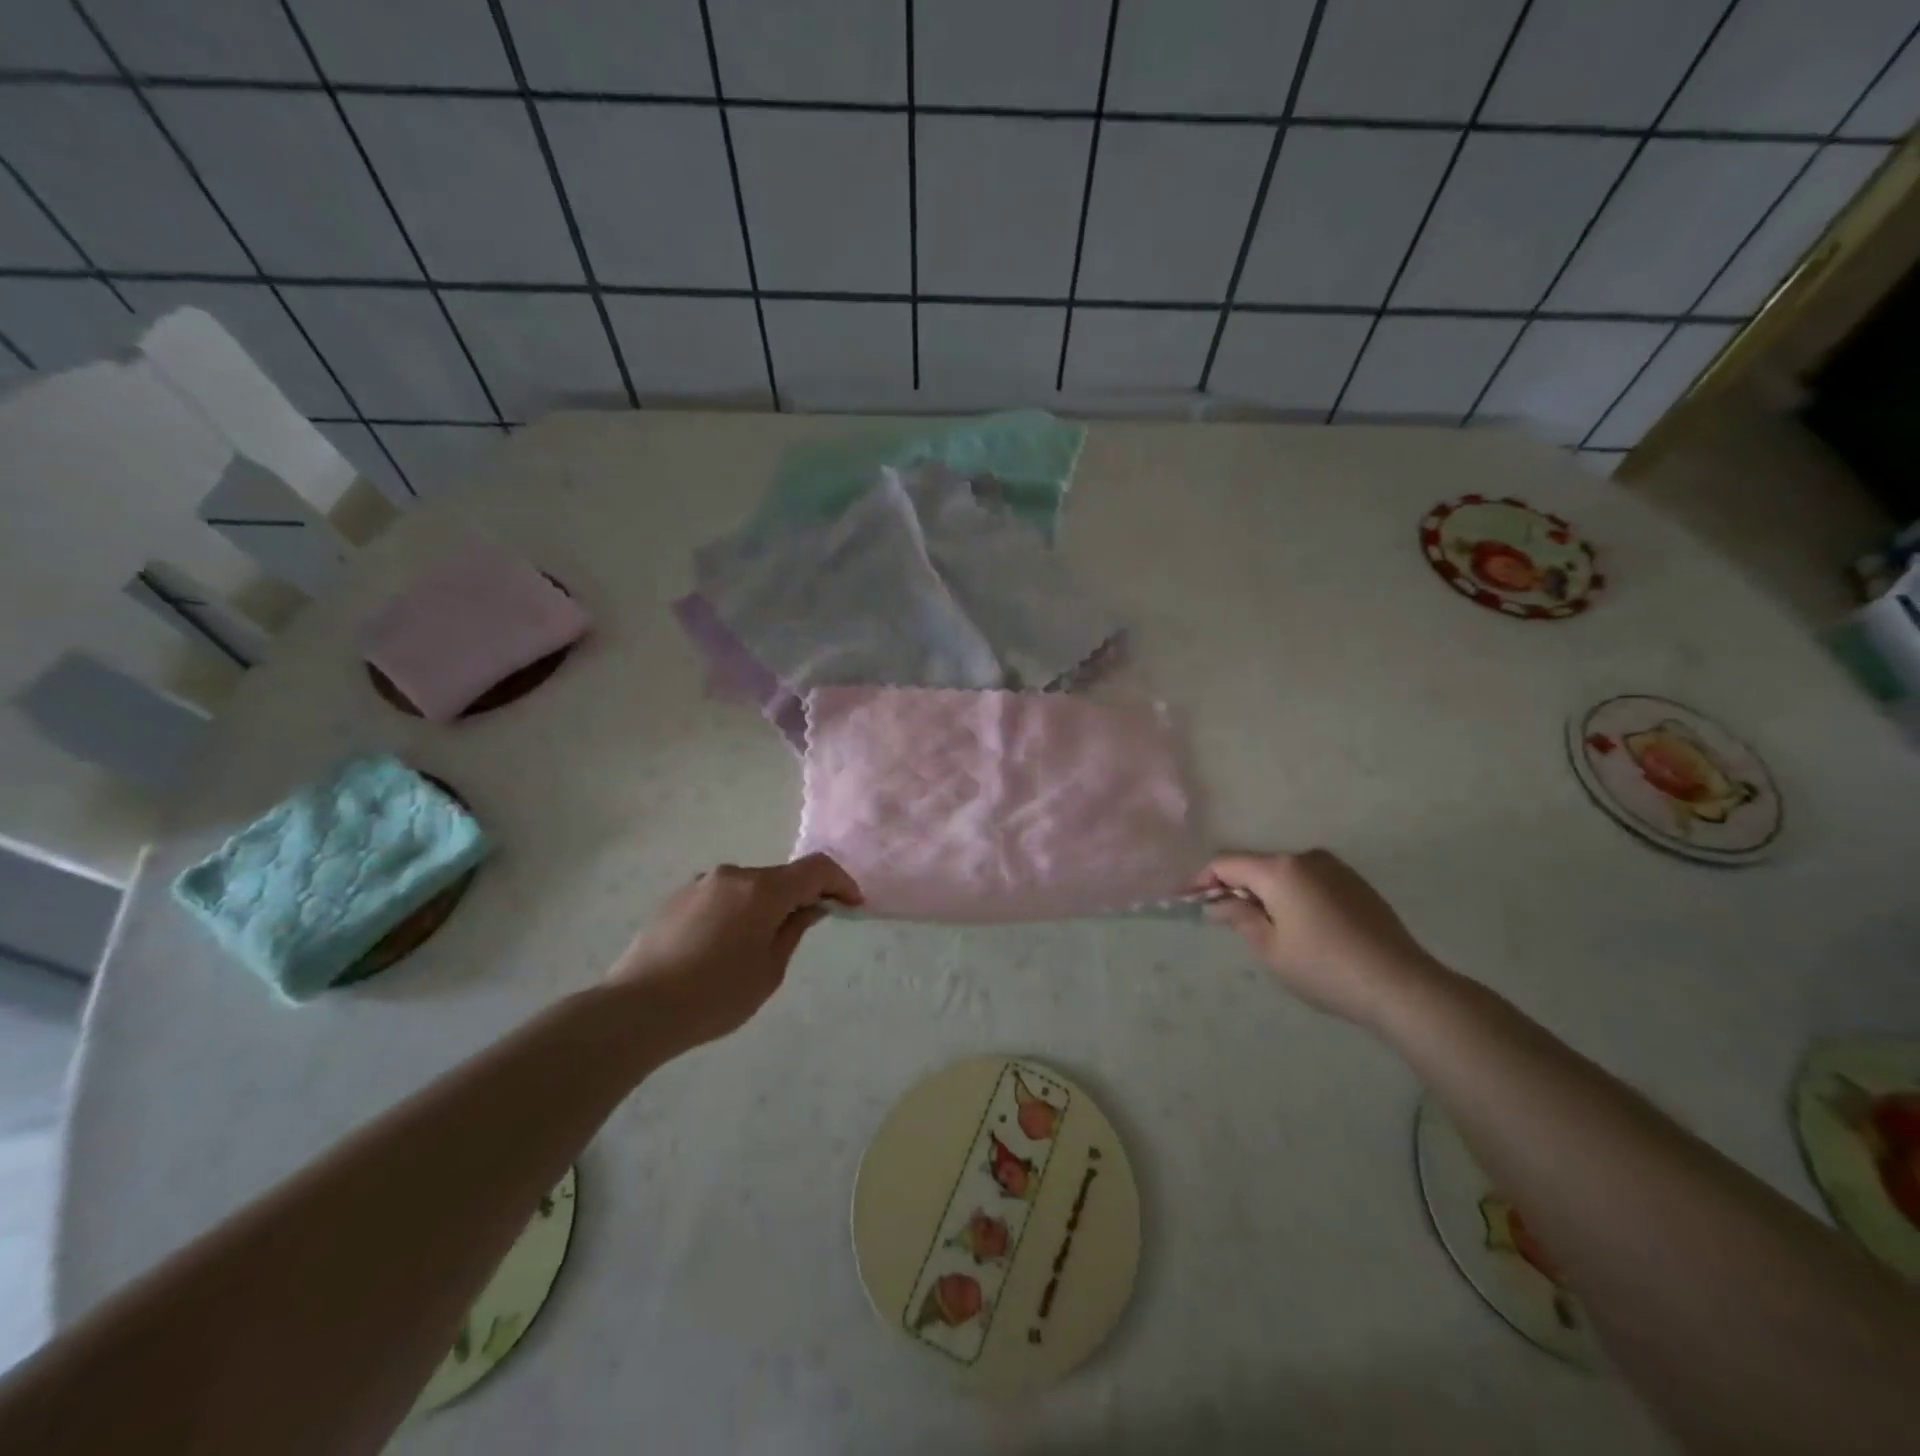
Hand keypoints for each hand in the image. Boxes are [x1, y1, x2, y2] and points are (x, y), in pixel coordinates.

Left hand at [608, 854, 861, 1051]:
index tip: (852, 905)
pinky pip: (720, 897)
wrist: (637, 1009)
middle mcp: (733, 875)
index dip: (840, 882)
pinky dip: (735, 912)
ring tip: (756, 947)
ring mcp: (700, 884)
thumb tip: (810, 907)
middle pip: (780, 877)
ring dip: (764, 906)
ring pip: (748, 888)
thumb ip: (794, 929)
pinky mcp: (675, 899)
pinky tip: (721, 949)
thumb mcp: (770, 970)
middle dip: (800, 897)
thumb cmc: (715, 995)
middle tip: (807, 928)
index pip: (816, 868)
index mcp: (763, 889)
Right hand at [1198, 850, 1442, 1026]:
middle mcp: (1306, 857)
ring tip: (1269, 929)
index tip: (1188, 900)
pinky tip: (1304, 929)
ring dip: (1268, 893)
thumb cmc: (1324, 968)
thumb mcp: (1270, 948)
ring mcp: (1336, 868)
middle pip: (1257, 866)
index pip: (1226, 863)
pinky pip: (1311, 882)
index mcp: (1279, 869)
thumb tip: (1218, 903)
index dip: (1203, 880)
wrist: (1400, 985)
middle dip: (1238, 888)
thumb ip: (1239, 918)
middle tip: (1228, 921)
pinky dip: (1295, 897)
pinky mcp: (1357, 884)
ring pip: (1285, 874)